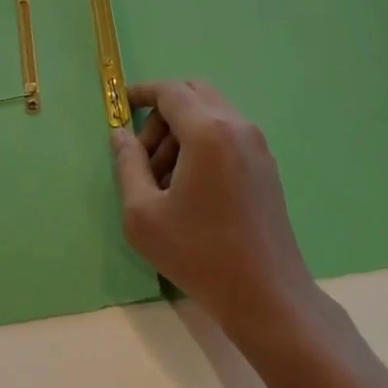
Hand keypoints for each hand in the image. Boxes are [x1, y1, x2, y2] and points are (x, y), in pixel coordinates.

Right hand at [112, 80, 318, 342]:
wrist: (267, 296)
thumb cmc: (200, 254)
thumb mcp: (144, 215)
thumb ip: (128, 165)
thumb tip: (120, 134)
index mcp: (208, 130)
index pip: (170, 91)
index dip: (141, 92)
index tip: (121, 105)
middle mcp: (236, 125)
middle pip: (192, 94)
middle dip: (161, 116)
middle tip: (144, 159)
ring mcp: (256, 144)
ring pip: (210, 114)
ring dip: (181, 133)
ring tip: (164, 183)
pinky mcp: (265, 164)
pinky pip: (226, 134)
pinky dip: (202, 144)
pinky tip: (191, 190)